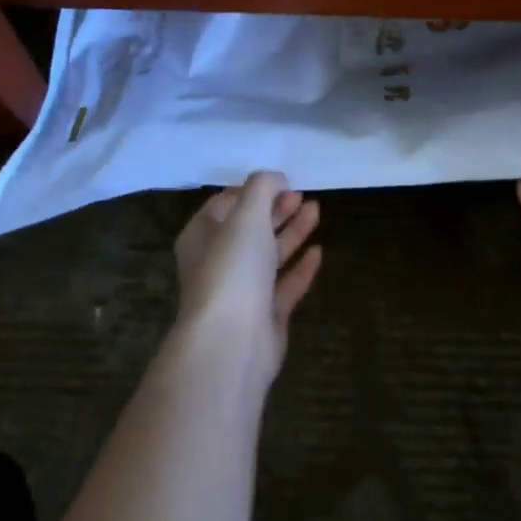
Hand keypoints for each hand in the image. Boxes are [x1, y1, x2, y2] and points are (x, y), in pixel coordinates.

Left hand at [174, 171, 322, 381]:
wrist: (231, 343)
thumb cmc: (232, 269)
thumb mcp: (247, 214)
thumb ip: (262, 187)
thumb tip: (276, 178)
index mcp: (202, 236)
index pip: (224, 204)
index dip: (252, 190)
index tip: (280, 180)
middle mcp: (218, 262)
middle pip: (250, 228)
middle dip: (276, 208)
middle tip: (302, 194)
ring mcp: (242, 292)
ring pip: (269, 255)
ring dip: (292, 231)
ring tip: (316, 210)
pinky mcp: (264, 316)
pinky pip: (285, 285)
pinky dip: (300, 267)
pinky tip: (318, 252)